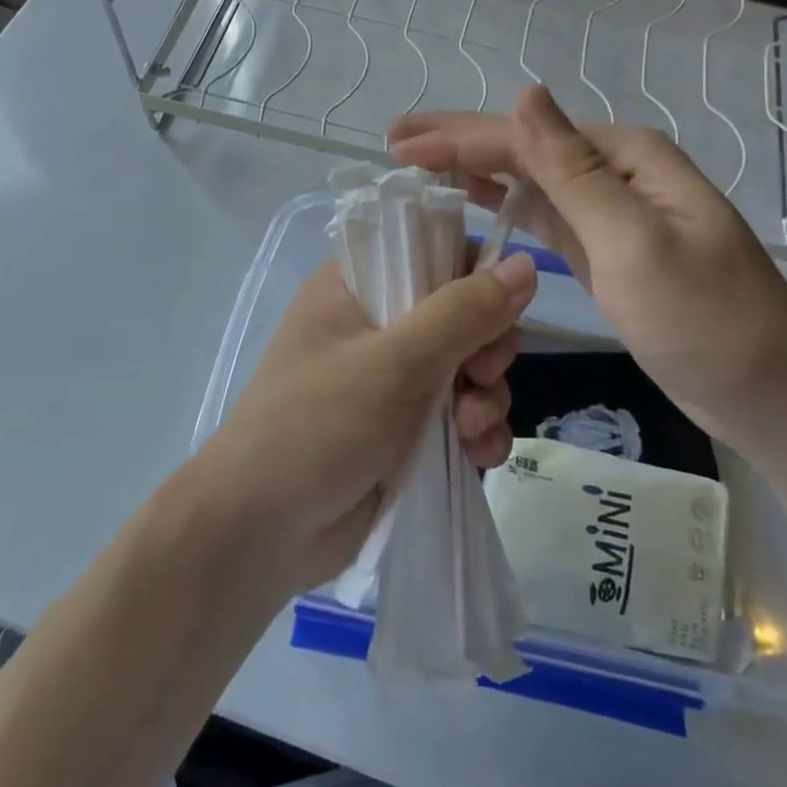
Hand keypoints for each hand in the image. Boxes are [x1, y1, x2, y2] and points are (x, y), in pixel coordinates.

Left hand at [195, 254, 536, 595]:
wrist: (259, 536)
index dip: (473, 274)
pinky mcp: (404, 430)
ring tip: (472, 431)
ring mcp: (390, 379)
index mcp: (356, 285)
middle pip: (461, 312)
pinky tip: (479, 456)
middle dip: (485, 349)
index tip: (495, 310)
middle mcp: (375, 323)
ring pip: (468, 367)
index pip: (431, 250)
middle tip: (479, 378)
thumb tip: (526, 263)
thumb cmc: (318, 425)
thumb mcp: (395, 362)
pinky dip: (478, 432)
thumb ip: (463, 312)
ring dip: (486, 397)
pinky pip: (462, 415)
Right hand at [389, 85, 786, 463]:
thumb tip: (526, 95)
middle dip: (459, 141)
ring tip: (419, 161)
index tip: (400, 144)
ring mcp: (611, 212)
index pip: (528, 137)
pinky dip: (505, 203)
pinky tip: (474, 197)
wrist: (773, 396)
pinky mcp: (604, 250)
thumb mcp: (635, 243)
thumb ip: (575, 171)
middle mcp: (617, 172)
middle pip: (524, 149)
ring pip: (529, 180)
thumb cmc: (707, 322)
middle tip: (395, 139)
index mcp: (627, 157)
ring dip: (475, 168)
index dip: (460, 137)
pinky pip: (544, 215)